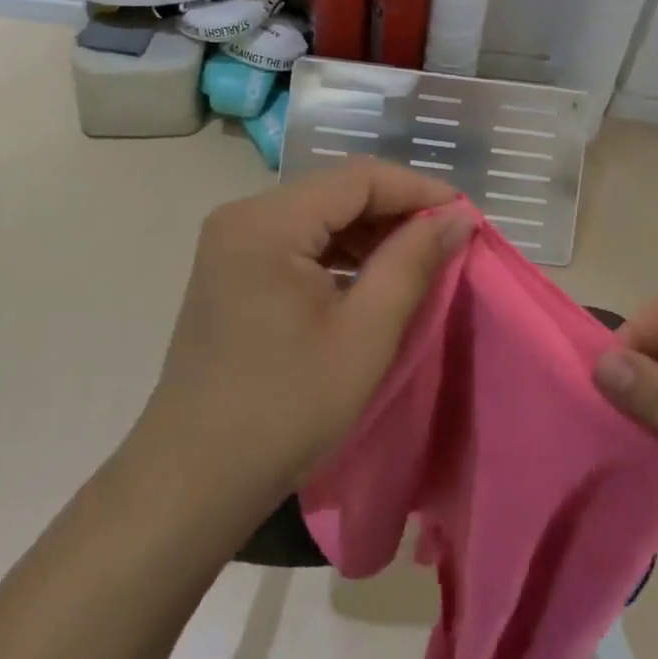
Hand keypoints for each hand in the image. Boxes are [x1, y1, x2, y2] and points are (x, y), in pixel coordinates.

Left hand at [137, 159, 474, 516]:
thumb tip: (459, 215)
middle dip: (396, 211)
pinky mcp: (233, 266)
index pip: (358, 178)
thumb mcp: (364, 335)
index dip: (417, 190)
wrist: (192, 480)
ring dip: (370, 232)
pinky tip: (371, 277)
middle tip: (448, 241)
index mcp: (267, 221)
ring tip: (418, 260)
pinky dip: (340, 252)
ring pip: (319, 214)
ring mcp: (233, 240)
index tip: (465, 216)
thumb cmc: (285, 408)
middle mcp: (244, 214)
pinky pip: (298, 239)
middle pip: (336, 190)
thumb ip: (413, 262)